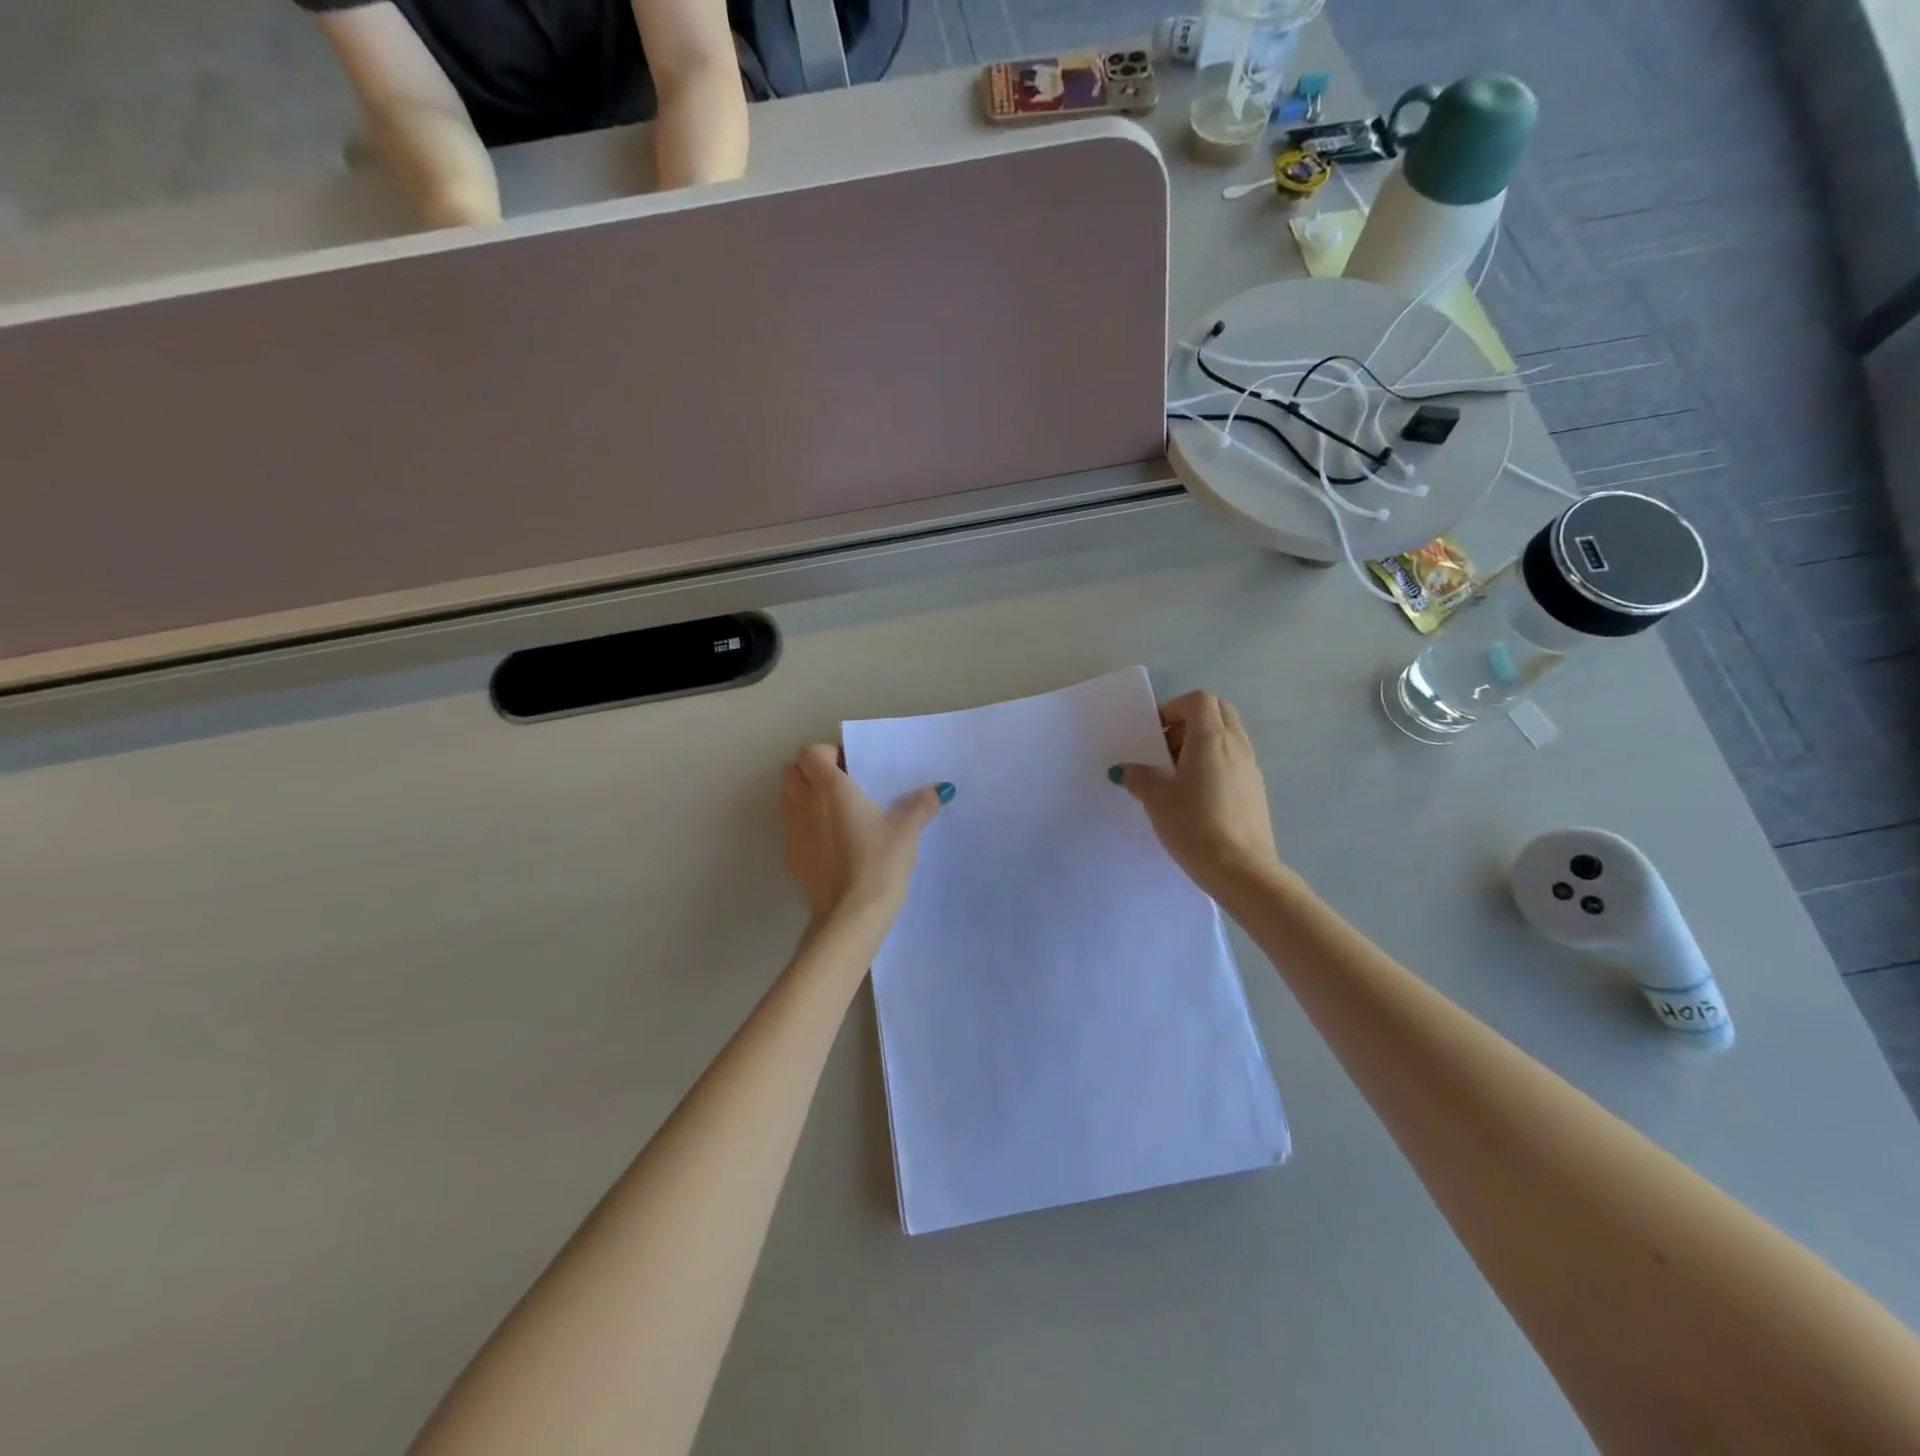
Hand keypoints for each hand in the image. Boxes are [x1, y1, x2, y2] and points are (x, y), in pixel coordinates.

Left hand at [781, 745, 950, 931]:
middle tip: (839, 786)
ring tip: (834, 813)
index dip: (826, 754)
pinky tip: (829, 845)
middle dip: (809, 772)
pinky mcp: (791, 859)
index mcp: (831, 789)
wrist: (851, 916)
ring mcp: (793, 833)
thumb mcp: (907, 832)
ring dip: (803, 797)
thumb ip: (921, 805)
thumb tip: (941, 789)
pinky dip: (804, 828)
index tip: (850, 767)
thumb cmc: (879, 863)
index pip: (810, 753)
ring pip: (786, 800)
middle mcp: (805, 805)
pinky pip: (791, 831)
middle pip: (791, 772)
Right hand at [1113, 691, 1282, 893]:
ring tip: (1178, 776)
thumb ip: (1139, 777)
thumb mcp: (1156, 799)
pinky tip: (1198, 796)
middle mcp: (1236, 744)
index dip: (1173, 709)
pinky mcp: (1256, 790)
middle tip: (1167, 750)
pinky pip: (1234, 760)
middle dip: (1189, 722)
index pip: (1198, 700)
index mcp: (1211, 738)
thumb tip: (1126, 770)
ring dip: (1202, 744)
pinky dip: (1216, 764)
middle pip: (1217, 712)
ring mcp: (1251, 767)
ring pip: (1228, 736)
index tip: (1155, 735)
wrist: (1241, 869)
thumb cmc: (1194, 824)